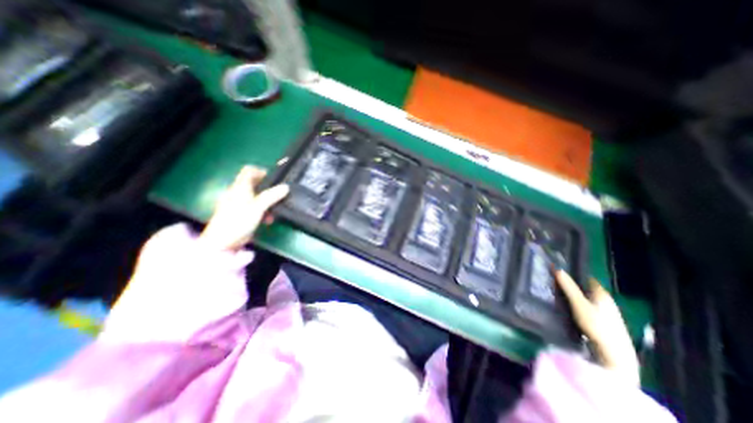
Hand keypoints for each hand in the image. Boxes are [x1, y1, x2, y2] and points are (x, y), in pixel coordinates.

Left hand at [199, 165, 287, 251]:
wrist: (222, 242)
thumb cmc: (239, 221)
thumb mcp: (258, 207)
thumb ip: (272, 196)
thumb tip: (286, 187)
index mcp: (240, 187)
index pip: (249, 171)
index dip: (262, 171)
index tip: (274, 179)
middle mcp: (238, 193)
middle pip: (255, 184)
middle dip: (268, 190)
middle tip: (279, 195)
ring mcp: (238, 204)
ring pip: (257, 197)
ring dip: (267, 203)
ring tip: (274, 211)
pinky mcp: (241, 215)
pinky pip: (255, 208)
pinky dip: (263, 211)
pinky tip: (268, 220)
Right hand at [555, 269, 637, 385]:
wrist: (615, 355)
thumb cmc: (596, 325)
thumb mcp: (578, 304)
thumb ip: (568, 286)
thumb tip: (557, 268)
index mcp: (602, 294)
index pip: (587, 278)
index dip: (575, 274)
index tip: (560, 273)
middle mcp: (607, 301)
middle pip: (587, 289)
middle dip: (574, 286)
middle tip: (556, 285)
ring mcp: (608, 313)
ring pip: (588, 300)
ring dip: (576, 298)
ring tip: (560, 297)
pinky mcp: (605, 323)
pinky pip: (589, 309)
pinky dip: (580, 307)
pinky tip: (571, 311)